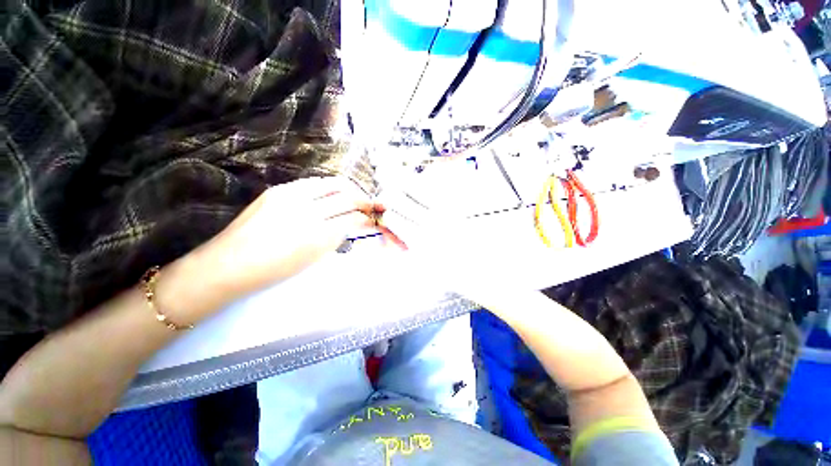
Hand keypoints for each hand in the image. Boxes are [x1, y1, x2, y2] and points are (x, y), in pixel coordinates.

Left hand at [190, 177, 377, 304]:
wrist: (228, 265)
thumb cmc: (274, 270)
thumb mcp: (313, 258)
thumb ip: (336, 237)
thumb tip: (352, 224)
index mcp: (317, 235)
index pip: (353, 218)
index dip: (367, 217)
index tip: (372, 219)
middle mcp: (307, 210)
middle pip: (347, 196)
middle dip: (363, 200)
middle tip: (369, 205)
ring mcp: (290, 195)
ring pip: (332, 183)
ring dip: (348, 189)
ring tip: (352, 197)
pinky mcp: (278, 189)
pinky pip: (313, 183)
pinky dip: (328, 188)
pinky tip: (329, 196)